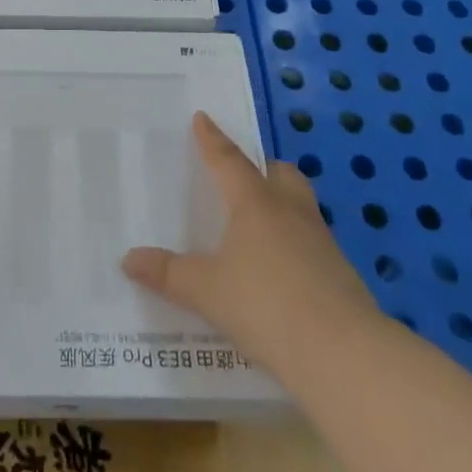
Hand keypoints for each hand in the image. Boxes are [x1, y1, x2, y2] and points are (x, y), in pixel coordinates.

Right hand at [123, 112, 377, 377]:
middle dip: (262, 169)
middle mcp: (290, 211)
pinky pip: (312, 241)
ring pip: (300, 205)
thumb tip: (128, 259)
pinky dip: (295, 243)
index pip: (228, 161)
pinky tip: (282, 270)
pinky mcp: (340, 272)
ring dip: (282, 204)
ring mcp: (321, 241)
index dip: (212, 140)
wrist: (343, 353)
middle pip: (279, 174)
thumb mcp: (206, 291)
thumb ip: (168, 274)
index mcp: (254, 203)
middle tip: (244, 175)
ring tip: (260, 224)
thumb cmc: (266, 306)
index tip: (202, 117)